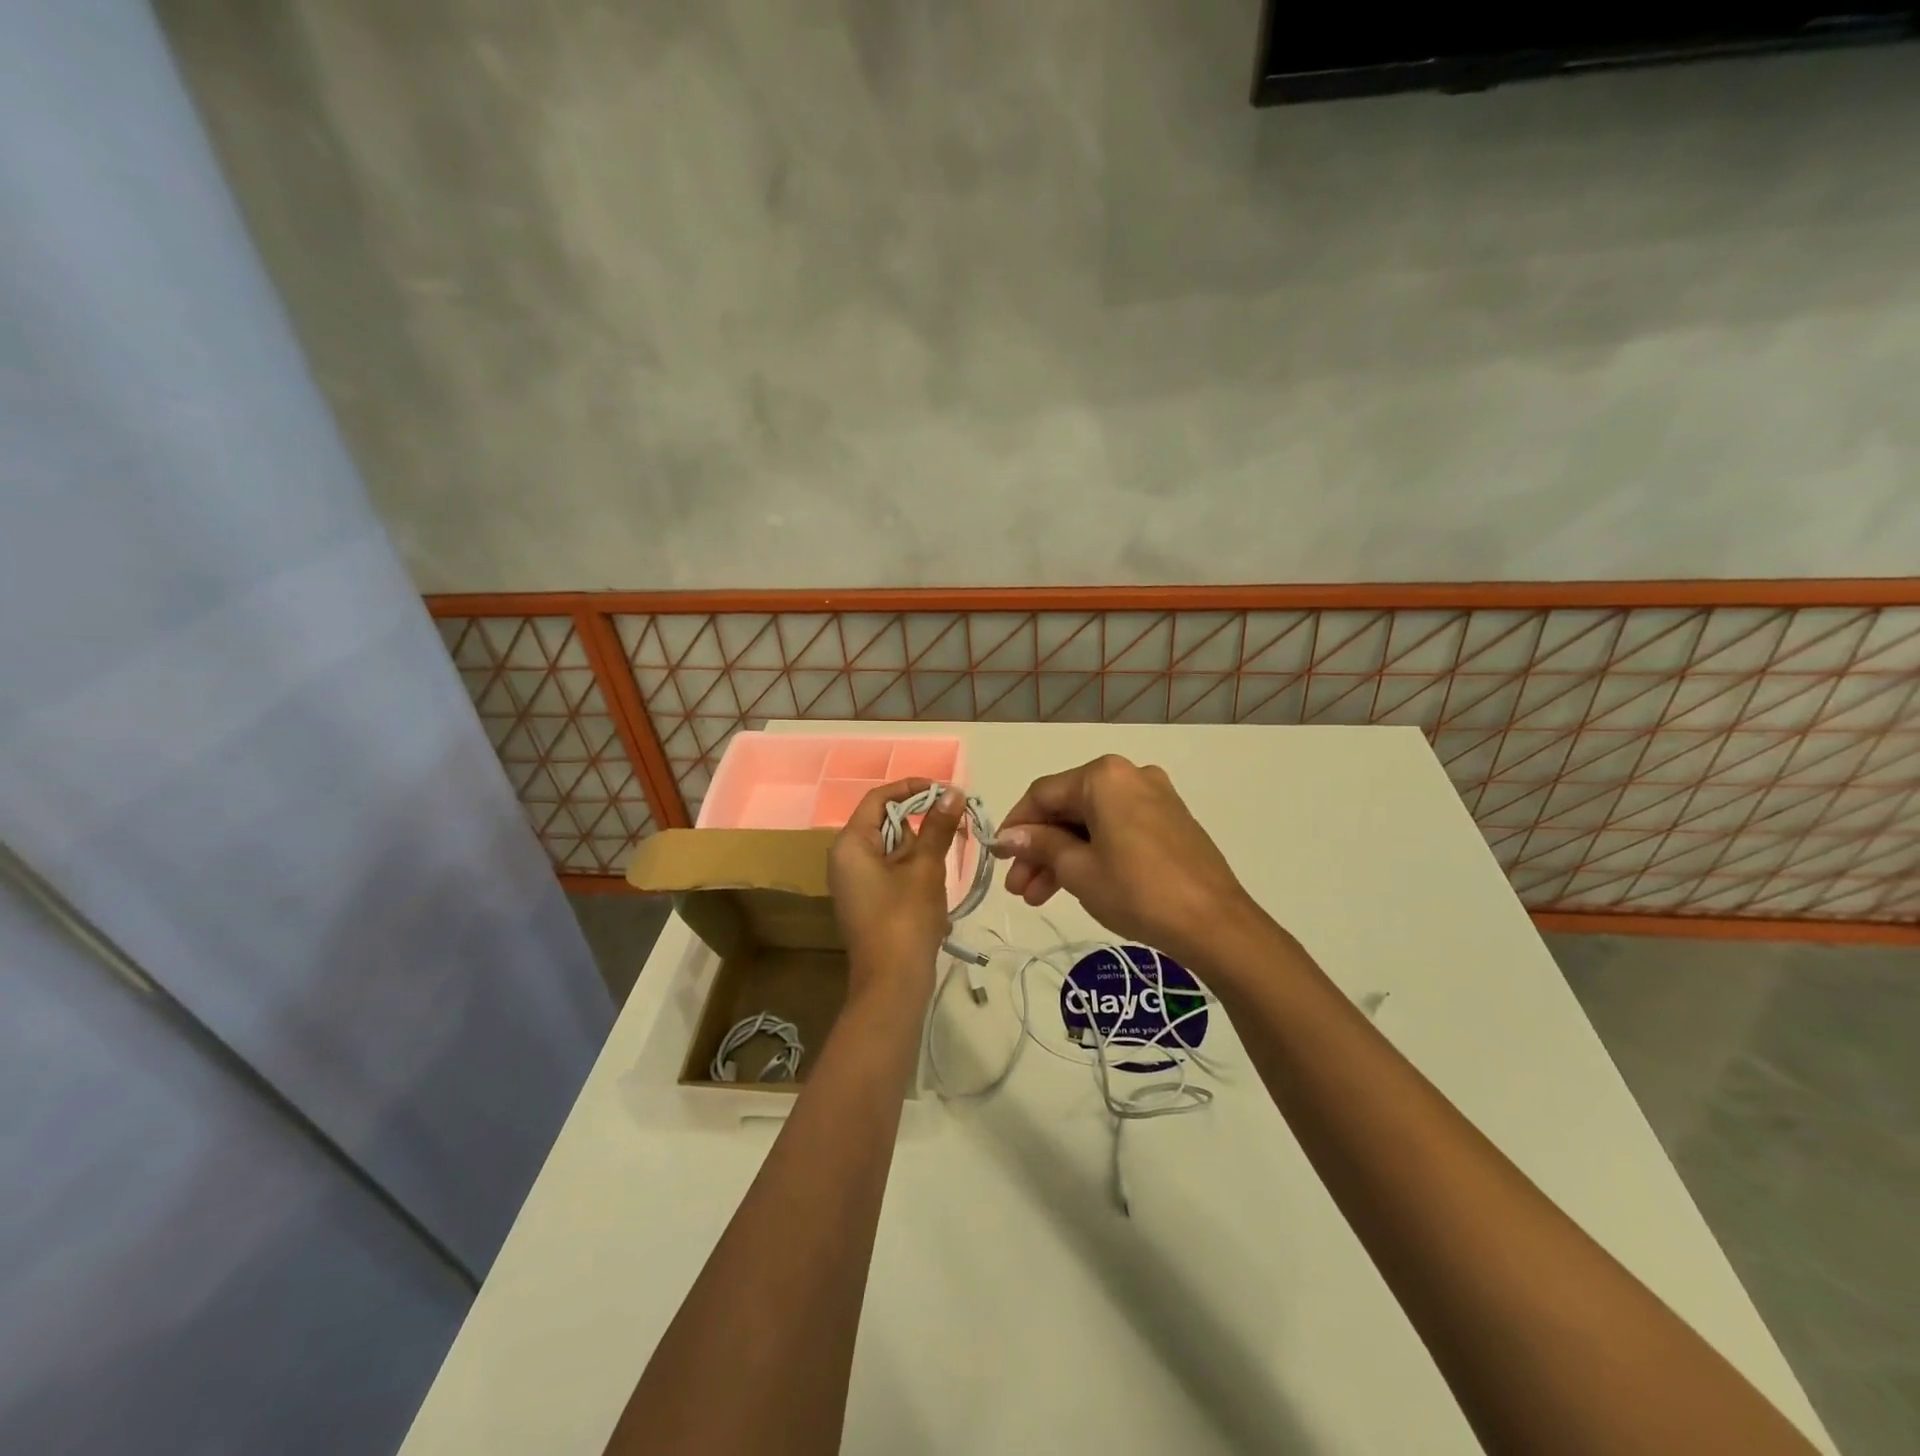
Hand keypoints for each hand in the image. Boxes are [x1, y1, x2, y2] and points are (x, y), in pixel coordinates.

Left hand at [828, 778, 963, 1009]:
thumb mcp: (926, 868)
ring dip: (921, 850)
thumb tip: (953, 792)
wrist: (892, 983)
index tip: (945, 792)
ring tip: (944, 865)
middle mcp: (845, 858)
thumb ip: (938, 827)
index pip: (879, 799)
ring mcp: (854, 882)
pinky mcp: (866, 901)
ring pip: (892, 849)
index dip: (912, 789)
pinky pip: (891, 871)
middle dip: (921, 823)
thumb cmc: (906, 918)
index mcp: (851, 843)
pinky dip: (914, 870)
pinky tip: (933, 888)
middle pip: (886, 823)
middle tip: (954, 828)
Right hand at [991, 755, 1267, 971]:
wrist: (1215, 924)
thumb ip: (1040, 845)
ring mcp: (1154, 797)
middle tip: (1018, 888)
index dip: (1015, 826)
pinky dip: (1093, 852)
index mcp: (1103, 776)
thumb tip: (1008, 837)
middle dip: (1039, 848)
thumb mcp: (1078, 869)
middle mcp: (1129, 775)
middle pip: (1068, 808)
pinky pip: (1117, 829)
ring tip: (1039, 897)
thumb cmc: (1138, 891)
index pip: (1042, 794)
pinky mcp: (1170, 821)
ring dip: (1063, 855)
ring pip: (1092, 822)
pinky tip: (1076, 884)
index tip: (997, 858)